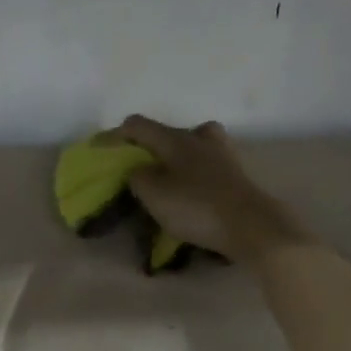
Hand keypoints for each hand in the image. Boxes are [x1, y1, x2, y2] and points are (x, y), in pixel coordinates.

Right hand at [101, 115, 307, 261]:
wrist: (250, 224)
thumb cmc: (196, 208)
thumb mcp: (154, 195)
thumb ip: (138, 178)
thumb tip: (138, 170)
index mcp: (175, 138)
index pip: (137, 125)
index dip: (115, 136)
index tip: (100, 150)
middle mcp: (199, 136)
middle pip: (165, 134)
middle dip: (146, 149)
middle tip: (135, 170)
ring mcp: (221, 151)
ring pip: (187, 146)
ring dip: (172, 158)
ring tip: (164, 179)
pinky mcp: (234, 170)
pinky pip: (204, 163)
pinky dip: (191, 171)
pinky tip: (189, 188)